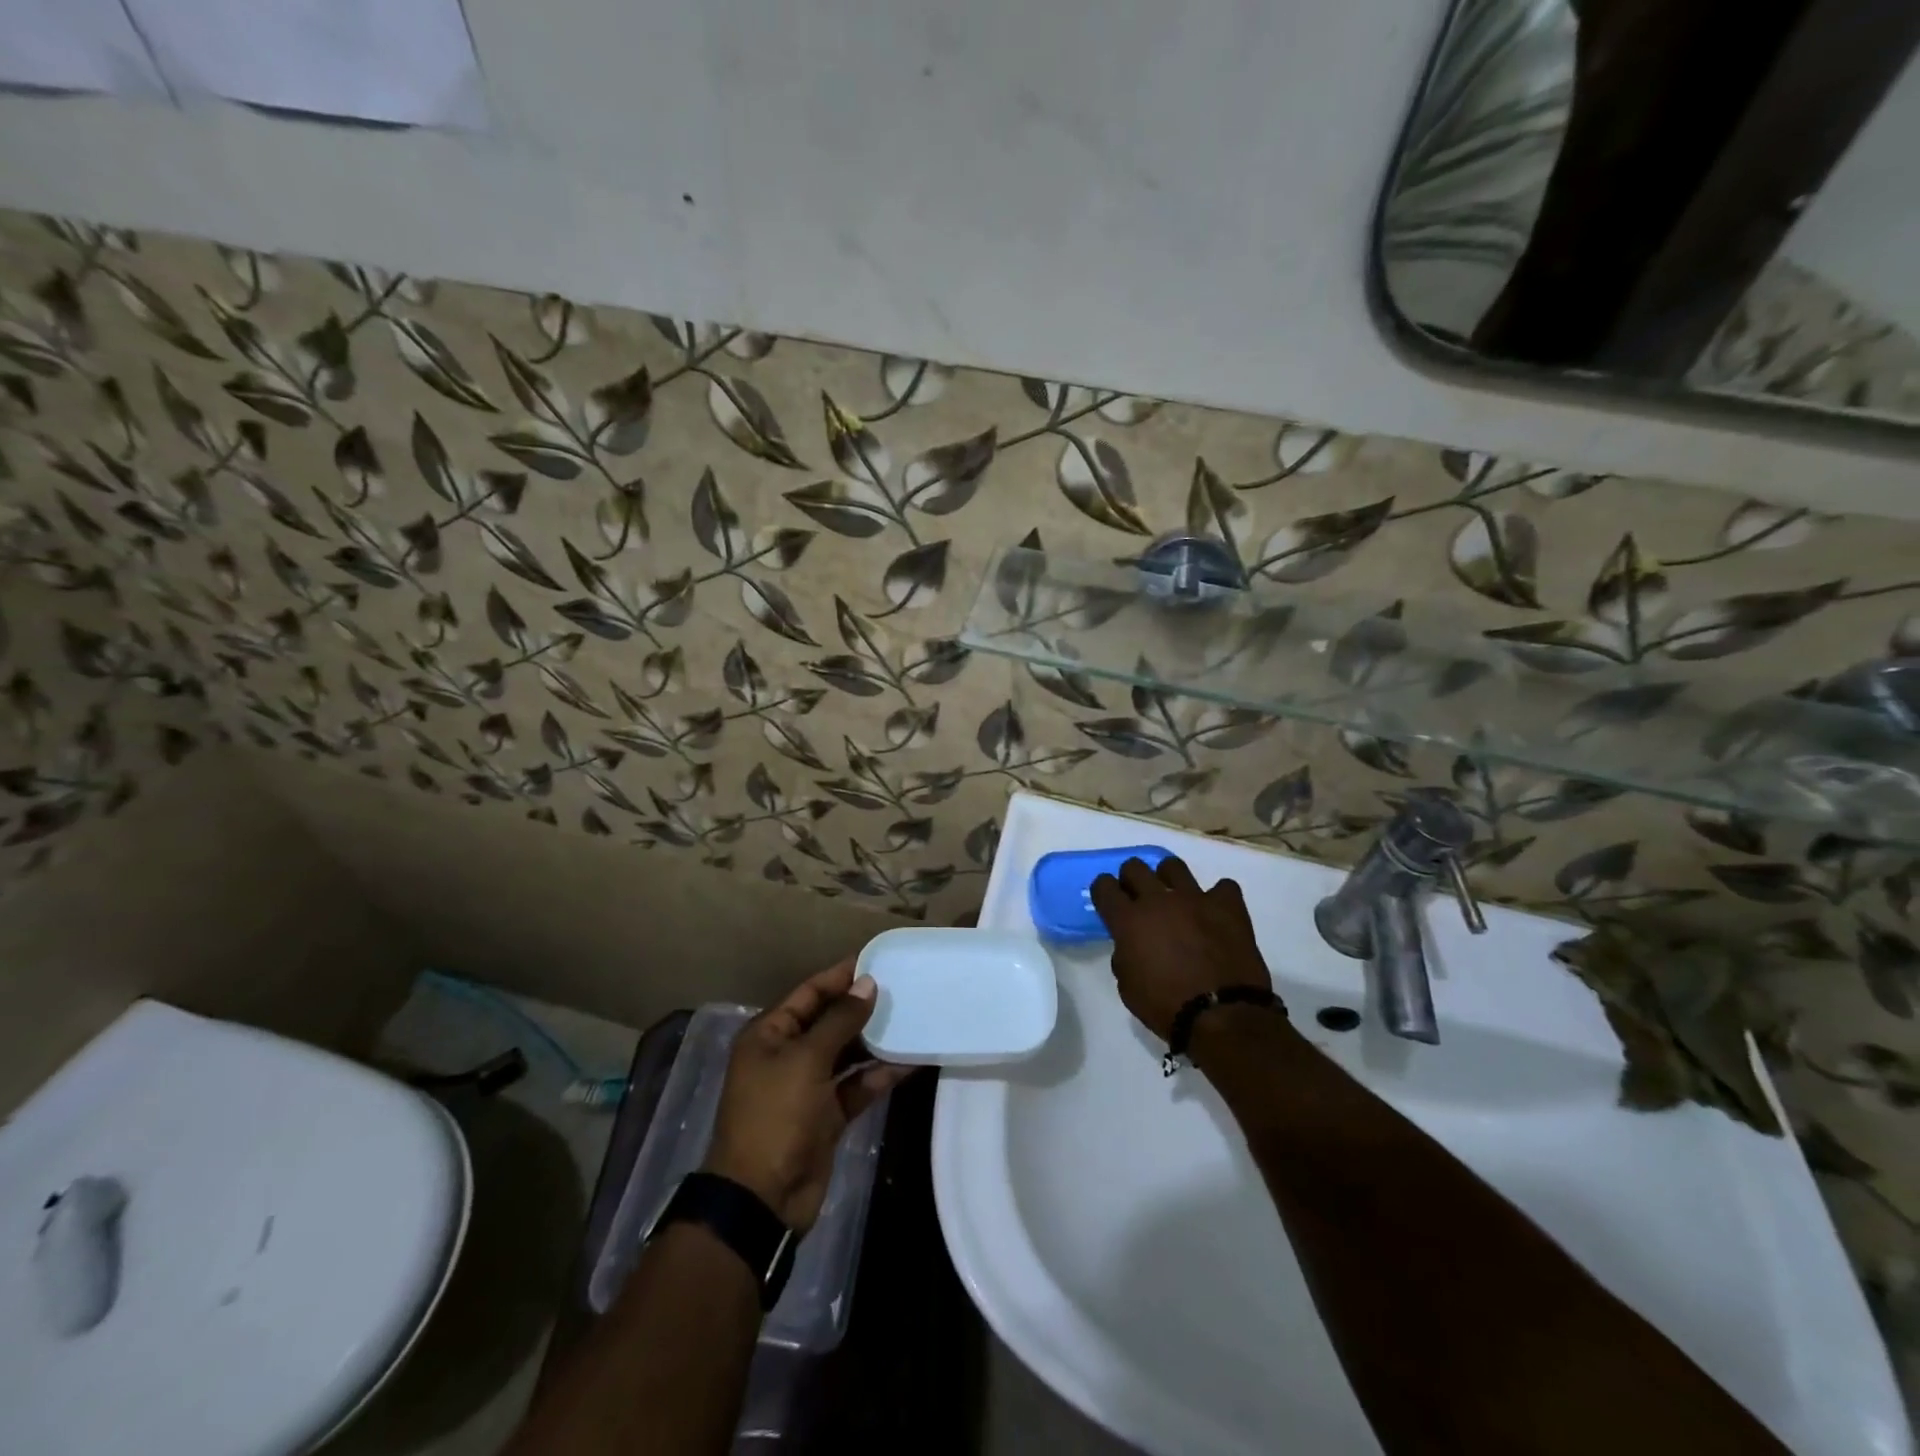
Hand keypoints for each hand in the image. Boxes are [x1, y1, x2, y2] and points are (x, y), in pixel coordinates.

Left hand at [703, 959, 910, 1231]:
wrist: (762, 1199)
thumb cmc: (775, 1116)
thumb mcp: (806, 1059)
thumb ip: (840, 1020)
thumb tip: (867, 983)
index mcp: (770, 1034)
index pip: (809, 993)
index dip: (840, 976)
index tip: (877, 961)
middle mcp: (787, 1054)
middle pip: (829, 1021)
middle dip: (862, 1007)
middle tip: (903, 988)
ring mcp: (808, 1086)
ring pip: (847, 1053)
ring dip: (875, 1040)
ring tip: (912, 1017)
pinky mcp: (828, 1114)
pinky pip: (857, 1085)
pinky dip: (880, 1075)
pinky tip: (911, 1061)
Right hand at [1089, 856, 1272, 1040]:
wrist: (1221, 1015)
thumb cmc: (1167, 1007)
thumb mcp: (1128, 988)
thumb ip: (1124, 957)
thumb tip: (1130, 946)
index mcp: (1128, 920)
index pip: (1104, 886)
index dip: (1103, 891)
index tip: (1109, 901)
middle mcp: (1158, 900)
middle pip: (1134, 867)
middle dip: (1131, 879)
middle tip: (1138, 898)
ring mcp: (1195, 898)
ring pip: (1174, 867)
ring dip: (1169, 880)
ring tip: (1175, 898)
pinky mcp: (1228, 906)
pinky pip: (1223, 887)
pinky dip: (1218, 899)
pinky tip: (1216, 914)